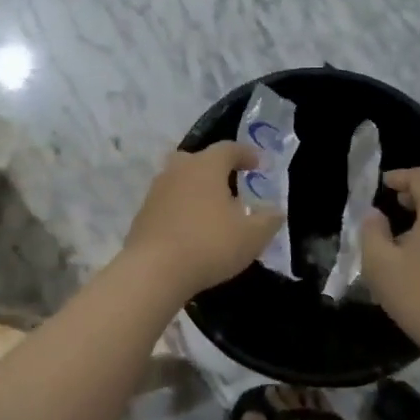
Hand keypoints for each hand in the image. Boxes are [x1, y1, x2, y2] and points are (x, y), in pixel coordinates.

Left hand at [122, 142, 283, 299]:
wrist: (153, 271)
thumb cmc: (209, 245)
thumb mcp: (252, 236)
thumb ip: (269, 220)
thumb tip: (276, 211)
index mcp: (206, 166)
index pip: (229, 149)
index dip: (246, 154)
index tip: (259, 165)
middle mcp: (178, 170)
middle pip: (198, 160)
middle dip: (216, 168)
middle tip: (231, 184)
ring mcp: (156, 191)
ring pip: (180, 181)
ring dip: (196, 190)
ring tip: (212, 210)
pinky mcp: (142, 214)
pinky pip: (168, 203)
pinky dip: (181, 209)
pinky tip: (191, 229)